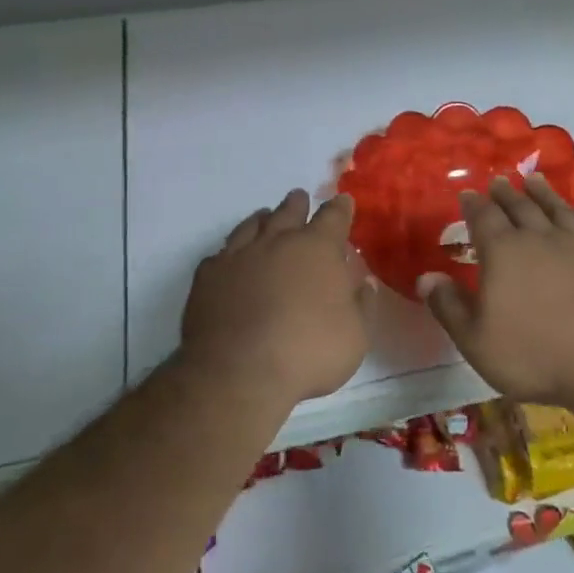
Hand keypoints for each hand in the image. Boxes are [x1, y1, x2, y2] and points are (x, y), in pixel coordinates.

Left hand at [181, 189, 371, 407]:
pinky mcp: (208, 276)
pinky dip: (231, 252)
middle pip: (289, 211)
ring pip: (252, 225)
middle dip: (298, 204)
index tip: (343, 202)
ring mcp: (239, 255)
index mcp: (318, 248)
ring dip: (262, 219)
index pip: (333, 216)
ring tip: (265, 218)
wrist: (238, 373)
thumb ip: (362, 305)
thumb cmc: (308, 352)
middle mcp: (278, 241)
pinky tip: (231, 260)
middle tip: (300, 199)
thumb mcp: (355, 336)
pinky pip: (221, 254)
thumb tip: (364, 283)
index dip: (340, 208)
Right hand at [419, 176, 573, 410]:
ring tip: (533, 180)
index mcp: (503, 252)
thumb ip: (449, 307)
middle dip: (505, 193)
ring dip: (543, 193)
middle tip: (498, 181)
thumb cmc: (535, 354)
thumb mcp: (477, 341)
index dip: (473, 204)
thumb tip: (425, 277)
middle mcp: (539, 237)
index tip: (467, 193)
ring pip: (555, 208)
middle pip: (519, 207)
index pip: (483, 218)